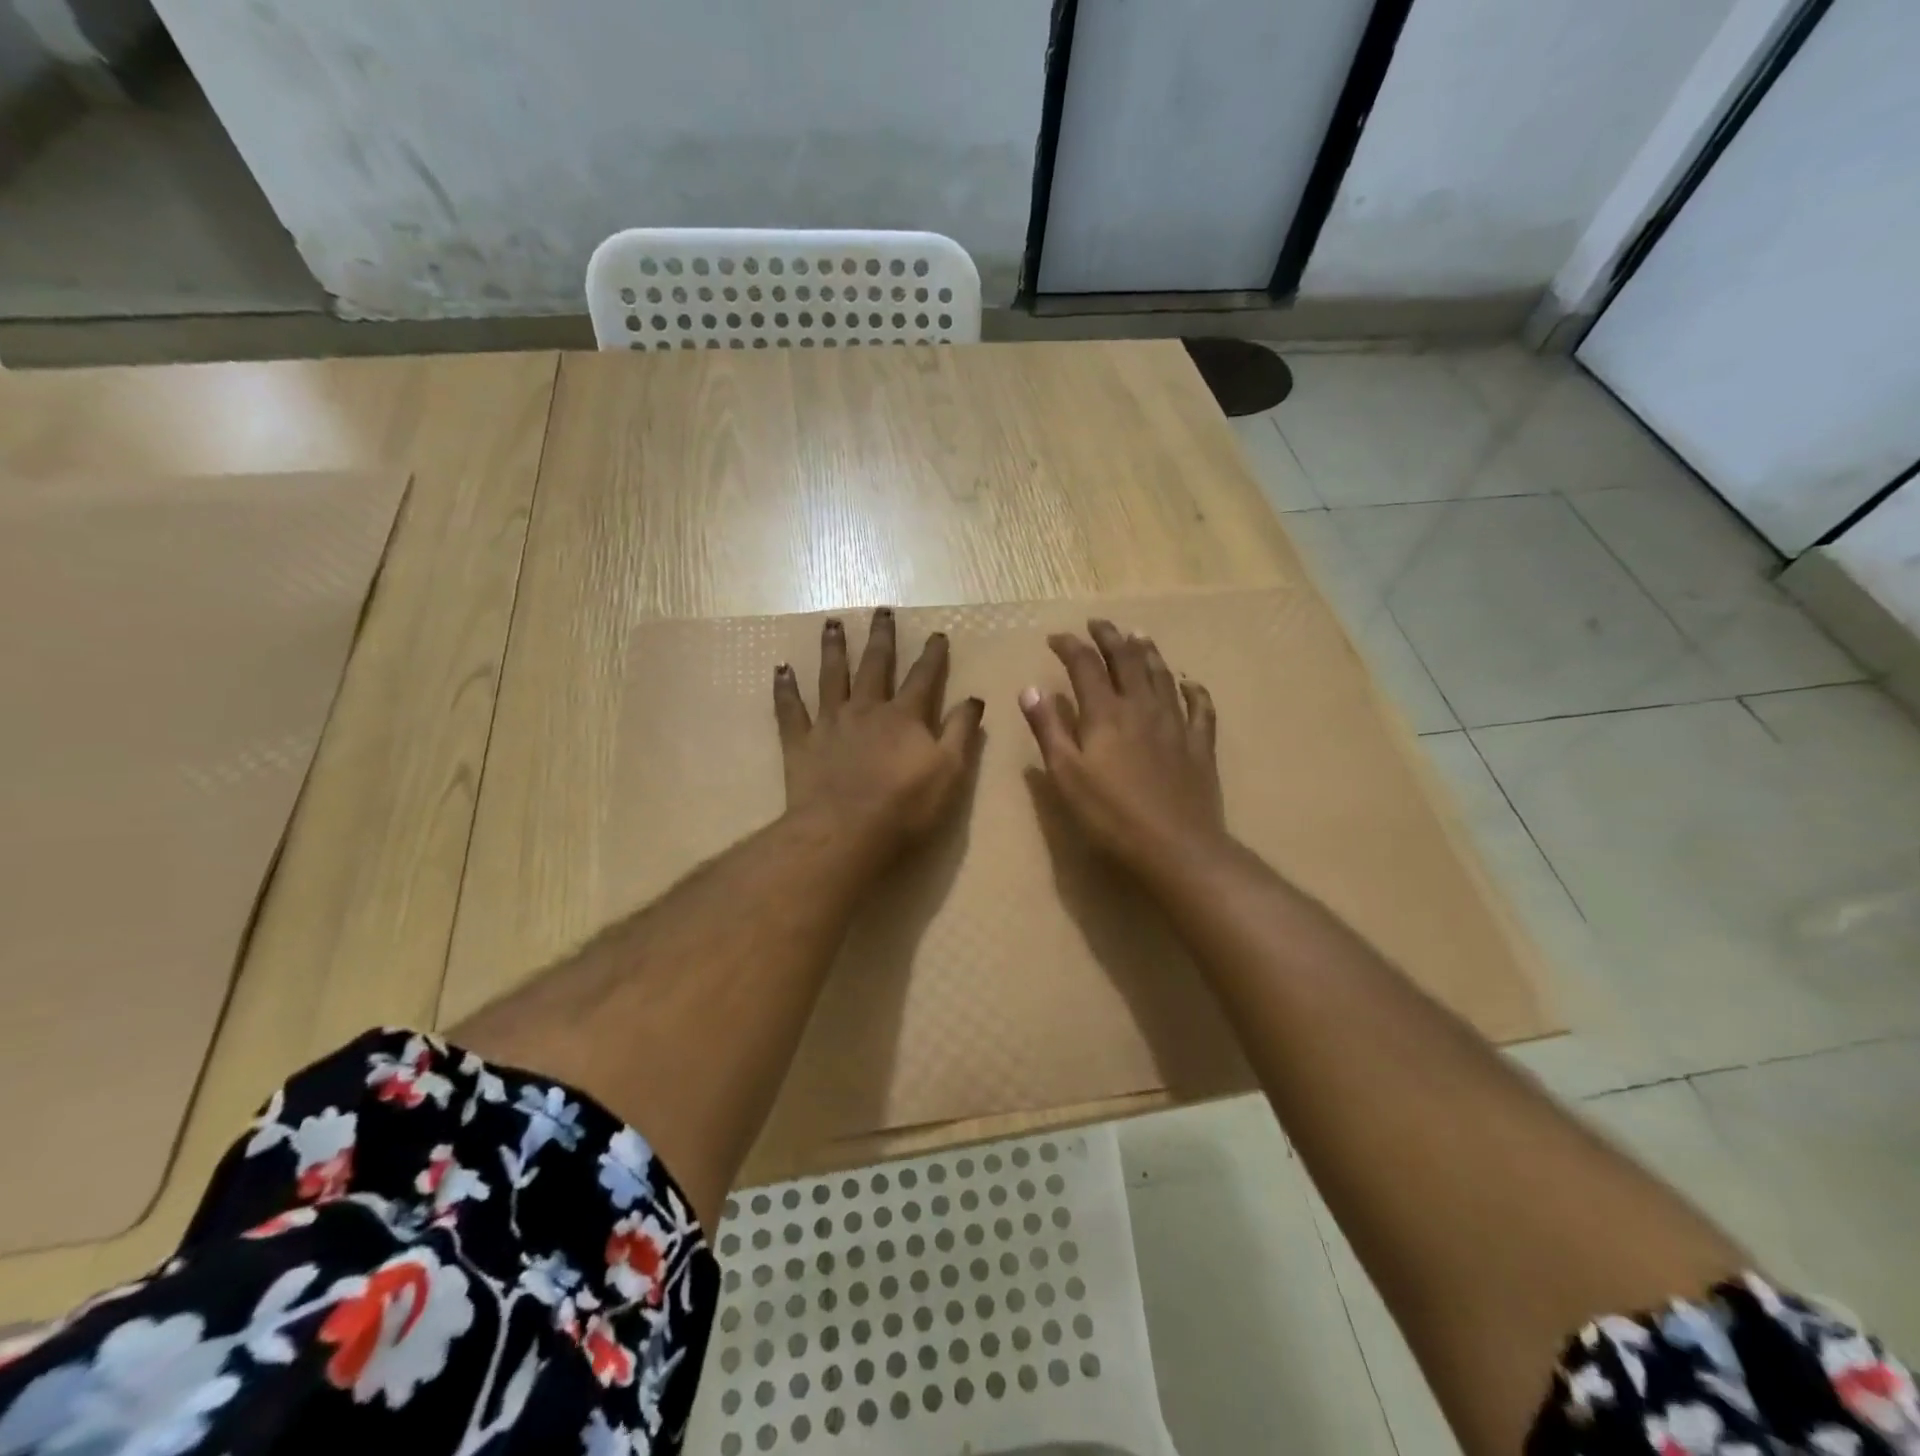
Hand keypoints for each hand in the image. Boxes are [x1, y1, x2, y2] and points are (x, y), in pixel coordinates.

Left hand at [774, 608, 985, 858]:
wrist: (845, 833)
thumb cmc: (905, 807)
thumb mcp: (950, 772)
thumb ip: (961, 732)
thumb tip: (973, 698)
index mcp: (904, 716)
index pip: (923, 677)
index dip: (933, 655)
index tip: (937, 634)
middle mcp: (866, 708)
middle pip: (875, 665)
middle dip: (881, 637)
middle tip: (881, 610)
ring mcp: (830, 723)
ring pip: (831, 676)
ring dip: (833, 648)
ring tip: (831, 623)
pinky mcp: (801, 743)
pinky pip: (790, 709)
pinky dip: (785, 688)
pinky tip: (780, 669)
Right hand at [1019, 619, 1225, 876]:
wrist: (1176, 847)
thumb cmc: (1110, 815)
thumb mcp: (1066, 775)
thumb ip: (1048, 729)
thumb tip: (1031, 689)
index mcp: (1106, 713)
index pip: (1085, 665)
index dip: (1069, 646)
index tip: (1055, 638)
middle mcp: (1142, 707)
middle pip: (1127, 659)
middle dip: (1110, 637)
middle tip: (1099, 623)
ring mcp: (1176, 724)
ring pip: (1162, 675)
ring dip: (1148, 652)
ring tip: (1138, 636)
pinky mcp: (1200, 745)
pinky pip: (1200, 707)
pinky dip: (1193, 690)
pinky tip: (1190, 683)